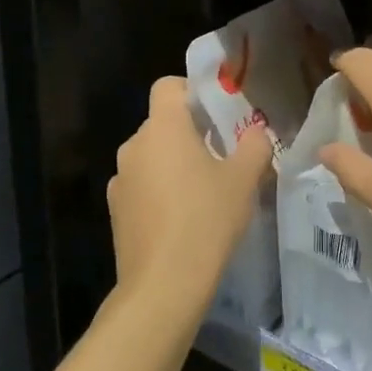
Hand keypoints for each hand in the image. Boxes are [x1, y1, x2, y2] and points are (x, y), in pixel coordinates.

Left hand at [107, 76, 273, 307]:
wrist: (163, 285)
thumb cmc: (207, 219)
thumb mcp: (244, 179)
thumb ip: (254, 145)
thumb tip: (256, 132)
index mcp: (163, 127)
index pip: (168, 86)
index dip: (191, 91)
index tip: (215, 113)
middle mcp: (134, 145)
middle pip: (161, 123)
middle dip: (188, 132)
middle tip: (220, 154)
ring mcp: (120, 179)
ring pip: (151, 155)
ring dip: (173, 163)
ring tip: (202, 191)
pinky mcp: (115, 210)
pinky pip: (141, 185)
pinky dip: (158, 191)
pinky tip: (181, 218)